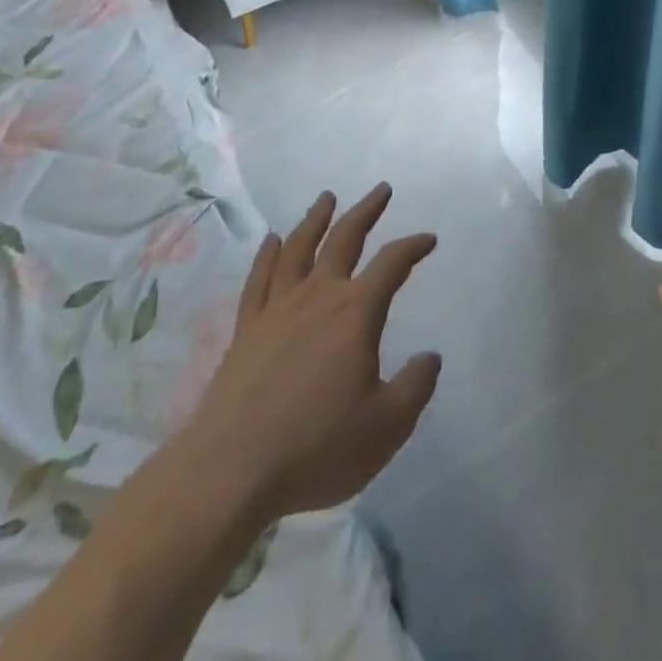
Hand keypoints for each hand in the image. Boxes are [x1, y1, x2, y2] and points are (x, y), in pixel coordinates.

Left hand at [186, 184, 440, 522]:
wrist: (231, 471)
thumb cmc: (317, 447)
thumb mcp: (387, 426)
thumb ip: (416, 386)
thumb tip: (430, 356)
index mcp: (355, 313)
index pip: (392, 264)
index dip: (413, 246)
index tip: (428, 239)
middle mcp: (317, 297)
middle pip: (344, 239)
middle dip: (365, 211)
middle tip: (380, 189)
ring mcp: (277, 309)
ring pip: (299, 248)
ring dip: (316, 219)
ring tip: (326, 198)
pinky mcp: (246, 329)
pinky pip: (259, 278)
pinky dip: (268, 254)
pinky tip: (272, 241)